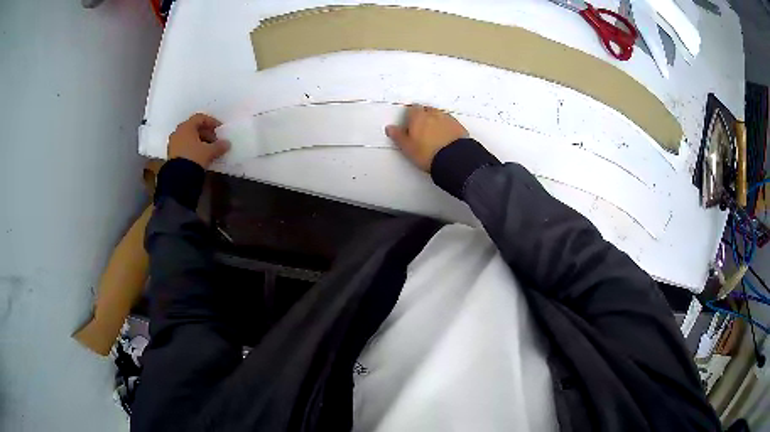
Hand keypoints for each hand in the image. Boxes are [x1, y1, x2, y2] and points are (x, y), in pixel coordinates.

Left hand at [168, 113, 229, 168]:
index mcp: (187, 126)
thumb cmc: (194, 157)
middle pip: (193, 127)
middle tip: (214, 140)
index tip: (219, 129)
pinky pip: (183, 146)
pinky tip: (198, 156)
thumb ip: (219, 146)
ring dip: (198, 141)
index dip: (211, 122)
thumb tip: (227, 143)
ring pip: (188, 137)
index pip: (200, 118)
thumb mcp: (209, 152)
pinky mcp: (171, 154)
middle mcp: (178, 132)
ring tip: (207, 149)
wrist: (178, 177)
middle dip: (205, 132)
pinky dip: (191, 148)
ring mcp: (173, 143)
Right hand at [385, 105, 468, 171]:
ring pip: (439, 116)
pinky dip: (446, 128)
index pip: (412, 109)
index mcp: (418, 117)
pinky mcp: (459, 127)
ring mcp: (447, 119)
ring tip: (433, 136)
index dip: (409, 116)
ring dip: (435, 122)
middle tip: (420, 131)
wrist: (453, 160)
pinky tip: (444, 139)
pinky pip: (450, 123)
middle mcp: (433, 114)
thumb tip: (390, 129)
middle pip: (426, 110)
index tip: (409, 124)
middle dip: (423, 117)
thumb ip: (398, 136)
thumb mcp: (407, 147)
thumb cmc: (428, 153)